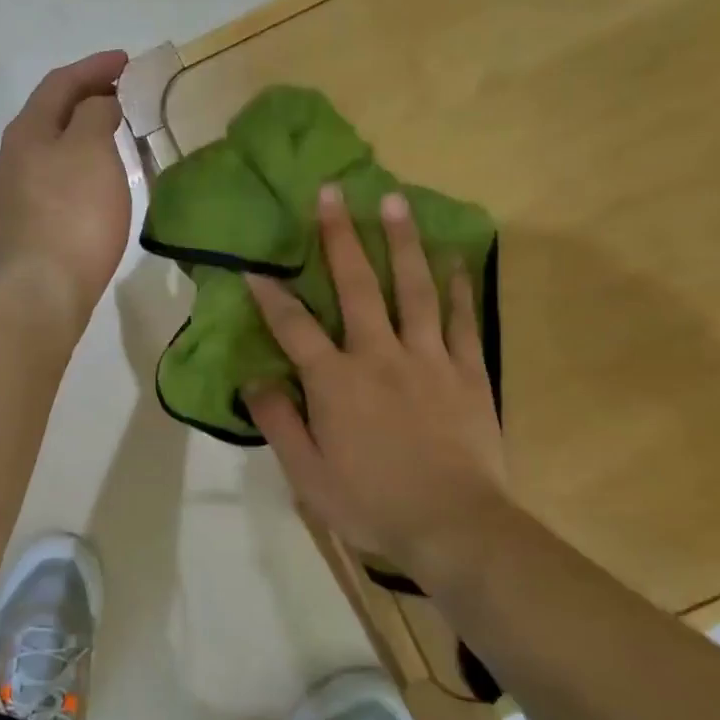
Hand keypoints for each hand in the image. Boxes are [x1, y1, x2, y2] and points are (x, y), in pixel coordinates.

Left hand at [0, 50, 132, 328]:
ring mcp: (11, 195)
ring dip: (77, 134)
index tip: (126, 61)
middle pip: (48, 115)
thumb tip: (97, 104)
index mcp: (26, 132)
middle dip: (83, 98)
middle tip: (119, 94)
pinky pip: (49, 181)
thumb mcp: (91, 150)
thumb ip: (95, 114)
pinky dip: (72, 167)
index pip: (59, 83)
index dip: (93, 67)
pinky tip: (89, 182)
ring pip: (47, 150)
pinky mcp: (21, 226)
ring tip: (108, 134)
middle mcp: (10, 158)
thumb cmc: (74, 214)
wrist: (44, 289)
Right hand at [243, 185, 508, 566]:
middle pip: (357, 286)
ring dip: (401, 242)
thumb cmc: (371, 503)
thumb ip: (278, 421)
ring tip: (394, 201)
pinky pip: (462, 320)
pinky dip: (458, 287)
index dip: (271, 295)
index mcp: (336, 381)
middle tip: (333, 192)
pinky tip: (454, 258)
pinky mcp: (467, 372)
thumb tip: (252, 380)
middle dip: (340, 237)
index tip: (255, 266)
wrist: (454, 527)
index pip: (294, 327)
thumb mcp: (307, 474)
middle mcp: (379, 355)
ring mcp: (428, 359)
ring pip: (414, 289)